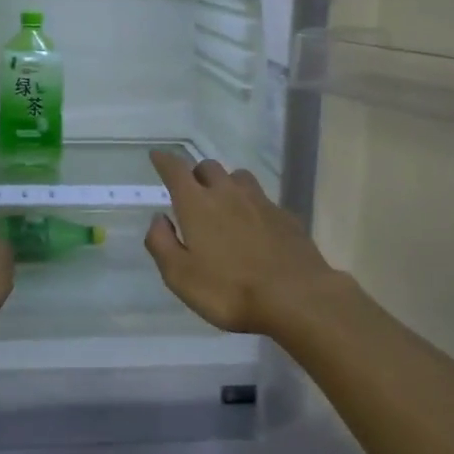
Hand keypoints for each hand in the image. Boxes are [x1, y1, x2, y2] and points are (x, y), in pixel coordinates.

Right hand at [144, 150, 342, 334]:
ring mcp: (261, 202)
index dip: (164, 161)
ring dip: (225, 183)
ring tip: (223, 203)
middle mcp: (228, 193)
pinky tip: (254, 225)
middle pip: (208, 167)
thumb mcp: (181, 276)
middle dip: (195, 174)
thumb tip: (159, 219)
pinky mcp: (285, 216)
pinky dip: (251, 205)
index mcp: (198, 204)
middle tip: (190, 192)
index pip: (176, 170)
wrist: (296, 297)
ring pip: (238, 177)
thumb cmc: (230, 290)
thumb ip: (162, 243)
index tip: (157, 157)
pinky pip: (262, 199)